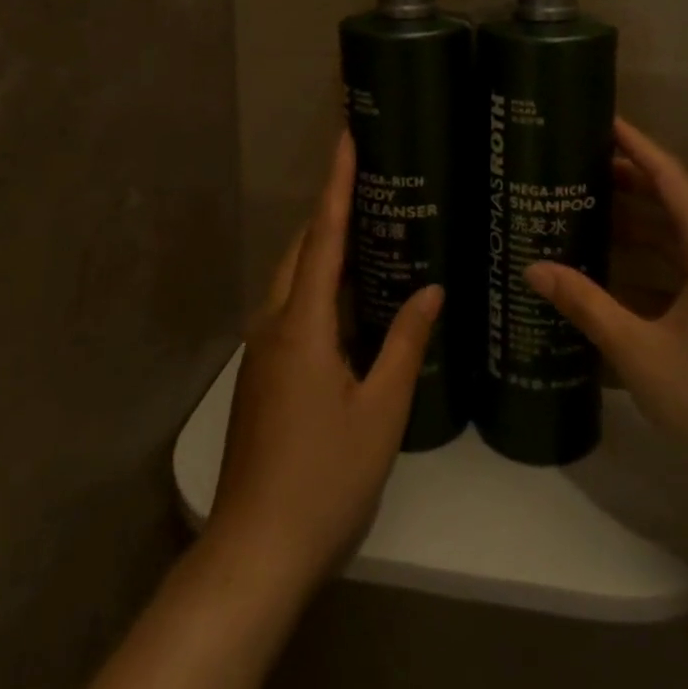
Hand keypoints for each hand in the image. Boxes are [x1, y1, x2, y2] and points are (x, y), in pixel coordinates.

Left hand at [208, 132, 442, 590]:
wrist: (256, 550)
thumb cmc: (325, 478)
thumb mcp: (380, 410)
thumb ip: (405, 344)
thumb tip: (431, 290)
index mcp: (302, 324)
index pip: (324, 236)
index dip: (337, 184)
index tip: (346, 138)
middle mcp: (274, 324)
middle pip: (301, 250)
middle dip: (329, 210)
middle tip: (368, 181)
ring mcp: (262, 350)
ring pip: (292, 280)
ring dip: (323, 249)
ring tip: (367, 229)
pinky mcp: (262, 374)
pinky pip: (291, 309)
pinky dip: (319, 286)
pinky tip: (350, 300)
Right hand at [525, 117, 687, 498]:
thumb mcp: (641, 350)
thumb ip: (587, 305)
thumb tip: (533, 268)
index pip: (674, 179)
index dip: (639, 147)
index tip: (605, 121)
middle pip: (677, 202)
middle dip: (631, 179)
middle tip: (580, 165)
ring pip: (680, 236)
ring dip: (639, 220)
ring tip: (589, 207)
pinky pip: (684, 267)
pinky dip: (650, 258)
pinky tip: (614, 269)